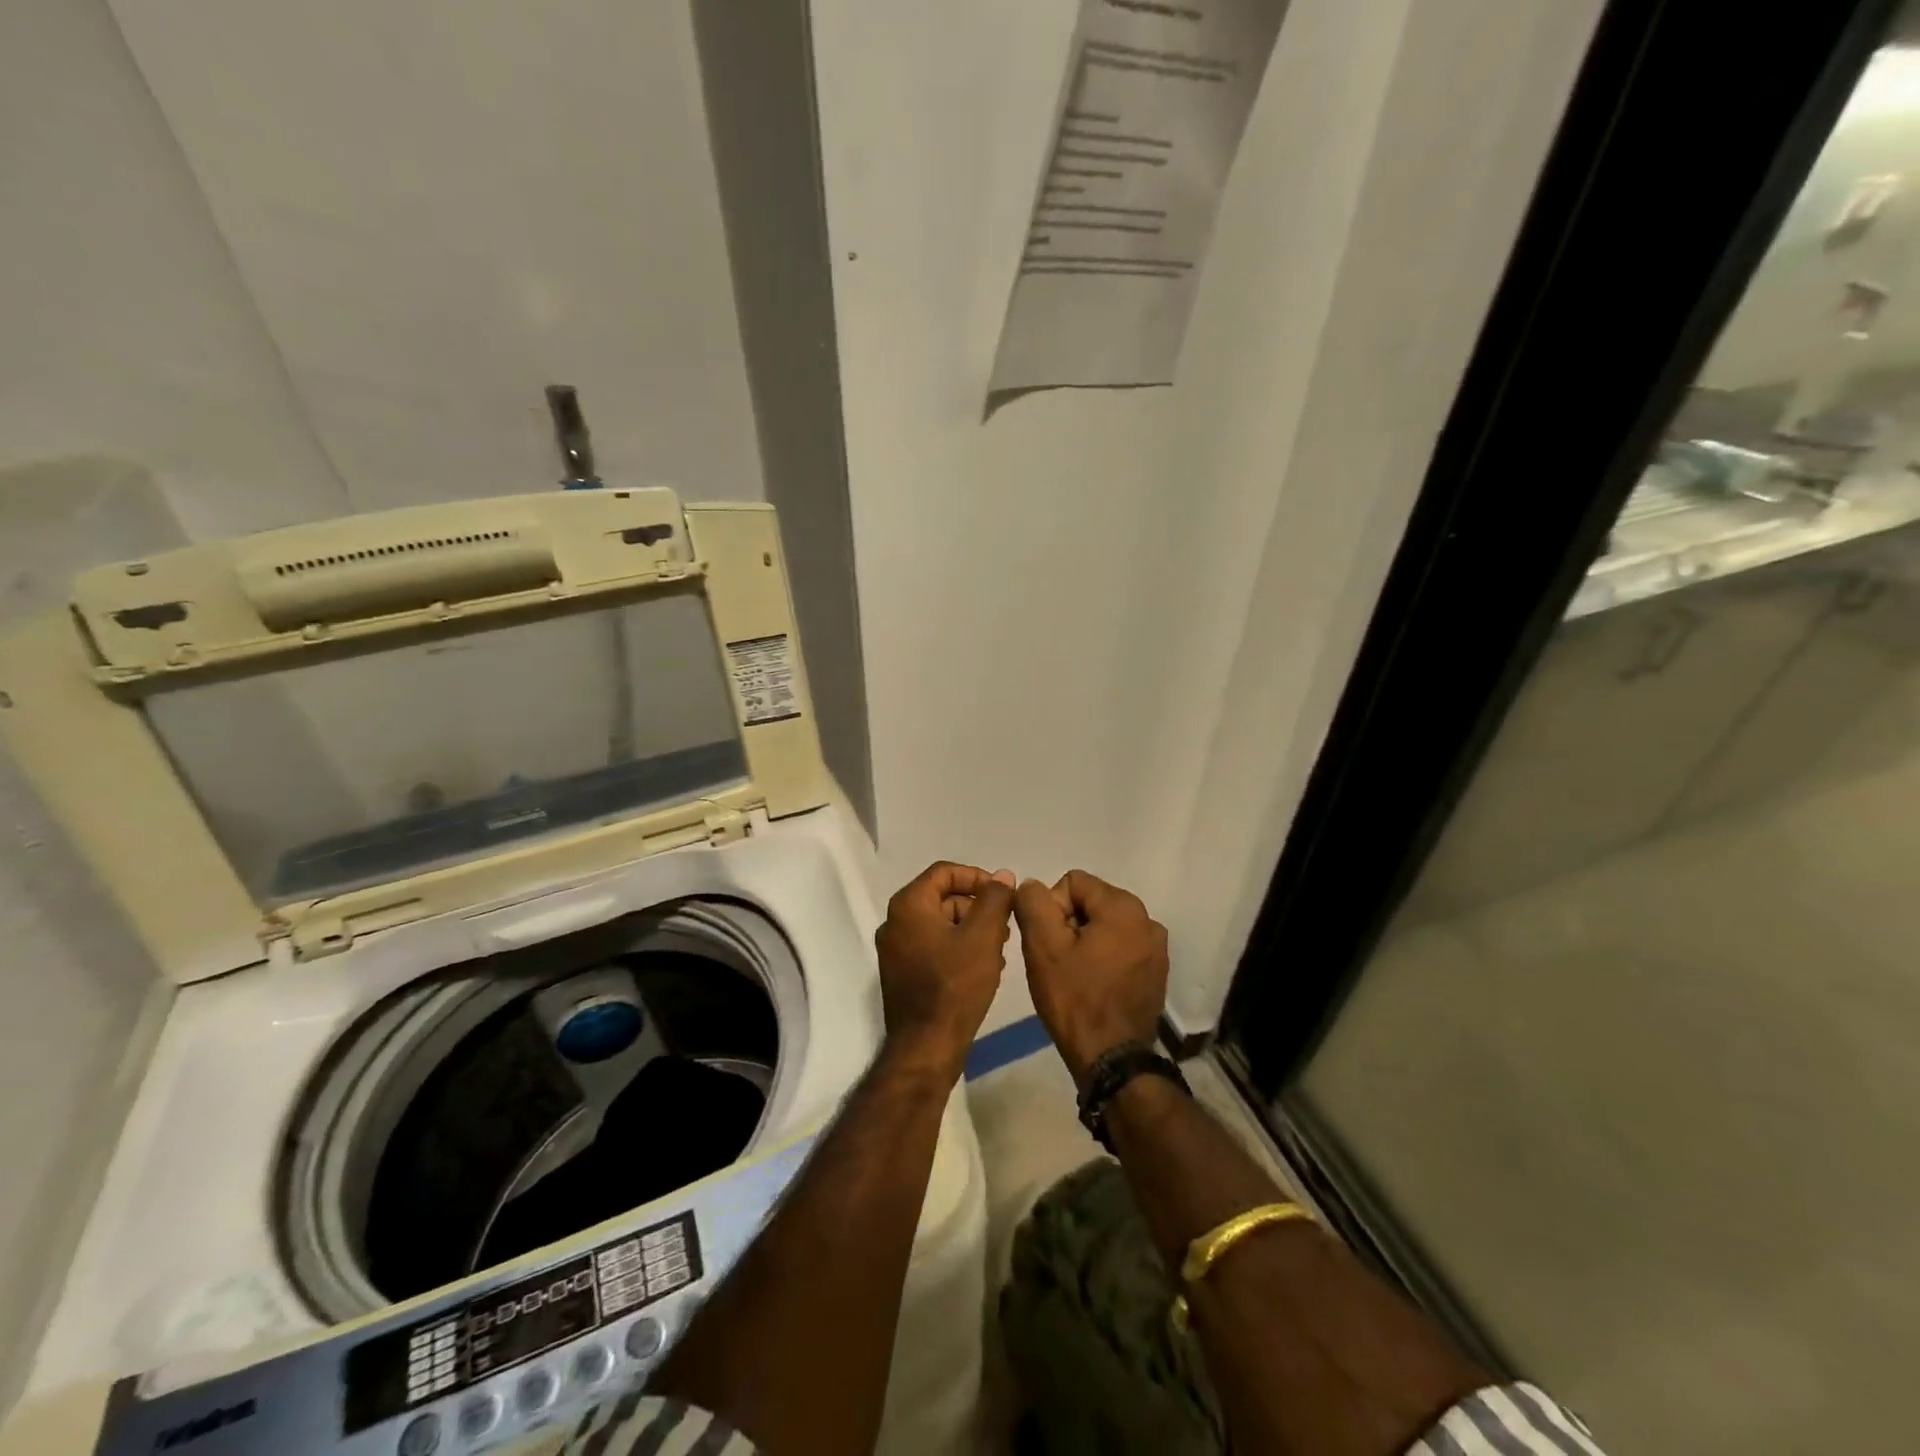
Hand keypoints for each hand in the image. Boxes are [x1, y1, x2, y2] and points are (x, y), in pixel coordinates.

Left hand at [875, 862, 1016, 1082]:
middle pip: (942, 898)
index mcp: (908, 905)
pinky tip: (982, 968)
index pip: (944, 872)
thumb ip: (995, 899)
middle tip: (1005, 927)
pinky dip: (957, 948)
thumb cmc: (956, 984)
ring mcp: (895, 950)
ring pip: (940, 924)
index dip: (977, 877)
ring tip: (999, 950)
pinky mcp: (901, 974)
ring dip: (971, 930)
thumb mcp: (984, 936)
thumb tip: (1002, 876)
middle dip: (977, 907)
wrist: (927, 1046)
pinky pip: (932, 947)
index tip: (1004, 895)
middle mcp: (894, 922)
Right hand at [1014, 870, 1168, 1087]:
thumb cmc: (1075, 1000)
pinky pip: (1120, 947)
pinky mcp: (1156, 971)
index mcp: (1124, 907)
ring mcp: (1156, 947)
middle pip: (1091, 902)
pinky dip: (1103, 957)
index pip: (1073, 883)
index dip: (1052, 908)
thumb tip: (1032, 885)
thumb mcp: (1042, 947)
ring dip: (1085, 942)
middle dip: (1069, 924)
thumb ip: (1033, 904)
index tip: (1048, 943)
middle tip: (1057, 960)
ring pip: (1105, 925)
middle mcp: (1147, 920)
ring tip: (1074, 975)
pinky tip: (1093, 985)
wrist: (1112, 1060)